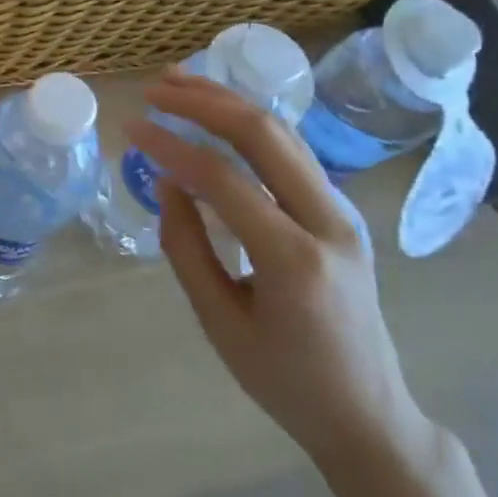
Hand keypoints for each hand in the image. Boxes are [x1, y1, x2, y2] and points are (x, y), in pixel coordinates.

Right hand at [127, 71, 434, 472]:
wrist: (368, 414)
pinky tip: (218, 113)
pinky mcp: (339, 212)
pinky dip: (250, 125)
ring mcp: (341, 213)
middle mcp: (328, 222)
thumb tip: (166, 181)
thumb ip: (186, 247)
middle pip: (264, 135)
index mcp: (293, 259)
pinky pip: (292, 153)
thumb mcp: (218, 321)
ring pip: (283, 134)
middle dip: (205, 102)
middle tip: (154, 89)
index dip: (171, 146)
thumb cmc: (284, 380)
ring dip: (228, 102)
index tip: (130, 127)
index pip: (223, 178)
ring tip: (178, 82)